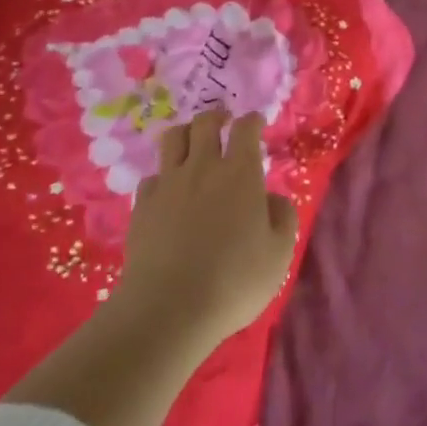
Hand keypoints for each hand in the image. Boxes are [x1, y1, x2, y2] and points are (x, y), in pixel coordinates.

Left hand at [113, 108, 297, 356]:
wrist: (169, 308)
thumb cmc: (234, 281)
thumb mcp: (279, 254)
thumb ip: (282, 217)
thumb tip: (271, 198)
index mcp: (240, 174)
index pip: (245, 129)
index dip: (252, 121)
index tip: (256, 122)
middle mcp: (203, 167)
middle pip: (205, 123)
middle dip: (217, 117)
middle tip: (224, 122)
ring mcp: (168, 184)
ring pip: (173, 138)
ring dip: (186, 133)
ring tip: (193, 143)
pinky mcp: (143, 205)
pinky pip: (153, 176)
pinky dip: (164, 175)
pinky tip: (169, 189)